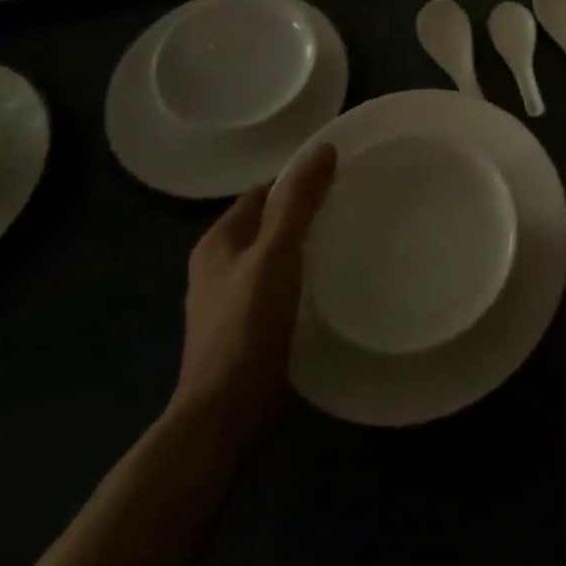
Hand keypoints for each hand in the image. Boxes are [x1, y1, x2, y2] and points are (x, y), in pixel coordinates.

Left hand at [170, 143, 337, 447]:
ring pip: (273, 259)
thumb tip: (323, 148)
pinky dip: (299, 281)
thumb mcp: (277, 252)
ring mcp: (227, 303)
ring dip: (303, 249)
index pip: (262, 193)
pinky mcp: (244, 333)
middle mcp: (216, 267)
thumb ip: (298, 201)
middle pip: (267, 225)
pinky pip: (276, 289)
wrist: (224, 416)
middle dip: (303, 215)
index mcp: (217, 242)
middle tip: (348, 208)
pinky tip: (326, 287)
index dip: (296, 182)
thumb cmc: (246, 325)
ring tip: (346, 243)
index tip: (337, 179)